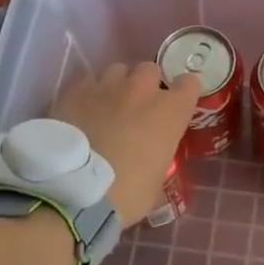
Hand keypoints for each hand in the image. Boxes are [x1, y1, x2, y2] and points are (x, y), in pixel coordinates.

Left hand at [50, 63, 199, 227]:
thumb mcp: (156, 182)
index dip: (183, 93)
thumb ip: (159, 158)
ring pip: (118, 70)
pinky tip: (82, 112)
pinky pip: (89, 82)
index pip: (189, 83)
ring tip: (107, 106)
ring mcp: (107, 86)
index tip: (176, 106)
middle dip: (147, 85)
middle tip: (138, 108)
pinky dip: (90, 94)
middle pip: (150, 70)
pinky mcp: (76, 91)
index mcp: (170, 112)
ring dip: (118, 85)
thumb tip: (151, 160)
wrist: (74, 192)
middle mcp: (142, 90)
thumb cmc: (126, 194)